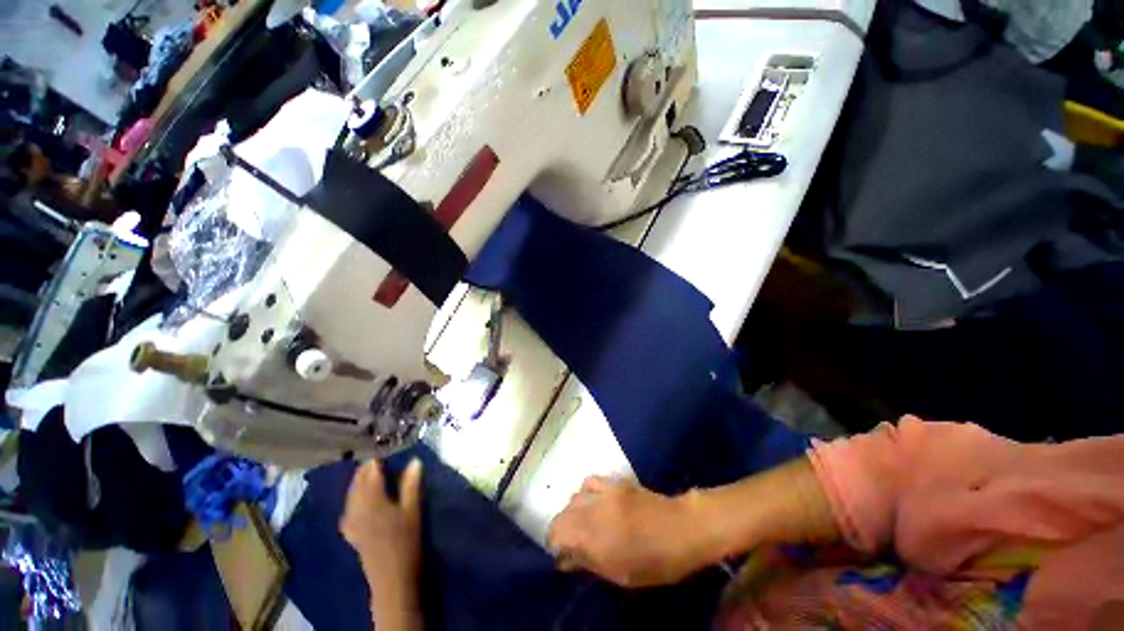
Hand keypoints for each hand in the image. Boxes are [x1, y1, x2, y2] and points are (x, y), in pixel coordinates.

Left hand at [340, 458, 422, 592]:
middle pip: (357, 485)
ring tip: (365, 475)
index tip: (382, 453)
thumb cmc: (406, 540)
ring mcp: (352, 523)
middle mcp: (358, 509)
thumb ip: (411, 485)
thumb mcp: (413, 509)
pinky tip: (354, 503)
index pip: (371, 475)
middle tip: (374, 461)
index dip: (375, 463)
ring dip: (356, 484)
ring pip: (350, 497)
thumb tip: (414, 461)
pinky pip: (347, 511)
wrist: (392, 576)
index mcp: (374, 501)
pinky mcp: (351, 534)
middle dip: (364, 471)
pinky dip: (351, 501)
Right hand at [546, 476, 715, 587]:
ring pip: (574, 497)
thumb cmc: (654, 561)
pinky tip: (595, 502)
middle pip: (563, 513)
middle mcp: (593, 510)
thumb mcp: (620, 574)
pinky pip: (590, 482)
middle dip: (563, 529)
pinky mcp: (615, 481)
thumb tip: (565, 560)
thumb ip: (588, 563)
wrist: (681, 528)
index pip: (556, 533)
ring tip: (584, 524)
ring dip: (573, 512)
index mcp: (594, 536)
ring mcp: (604, 492)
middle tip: (574, 543)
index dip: (555, 545)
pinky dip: (586, 493)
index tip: (563, 555)